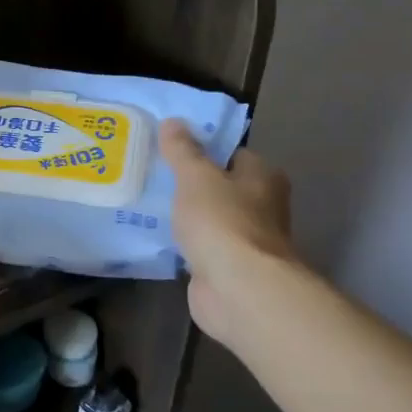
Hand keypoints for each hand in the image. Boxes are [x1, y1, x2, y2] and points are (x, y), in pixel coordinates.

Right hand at [159, 119, 302, 342]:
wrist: (238, 289)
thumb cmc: (223, 221)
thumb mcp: (196, 176)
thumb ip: (183, 150)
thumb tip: (173, 122)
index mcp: (263, 177)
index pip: (232, 153)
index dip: (204, 149)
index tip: (170, 148)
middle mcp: (262, 206)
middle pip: (221, 187)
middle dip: (192, 184)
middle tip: (153, 174)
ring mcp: (245, 241)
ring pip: (210, 219)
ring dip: (187, 216)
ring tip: (148, 202)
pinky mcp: (228, 269)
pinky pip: (201, 247)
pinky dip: (185, 244)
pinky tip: (157, 236)